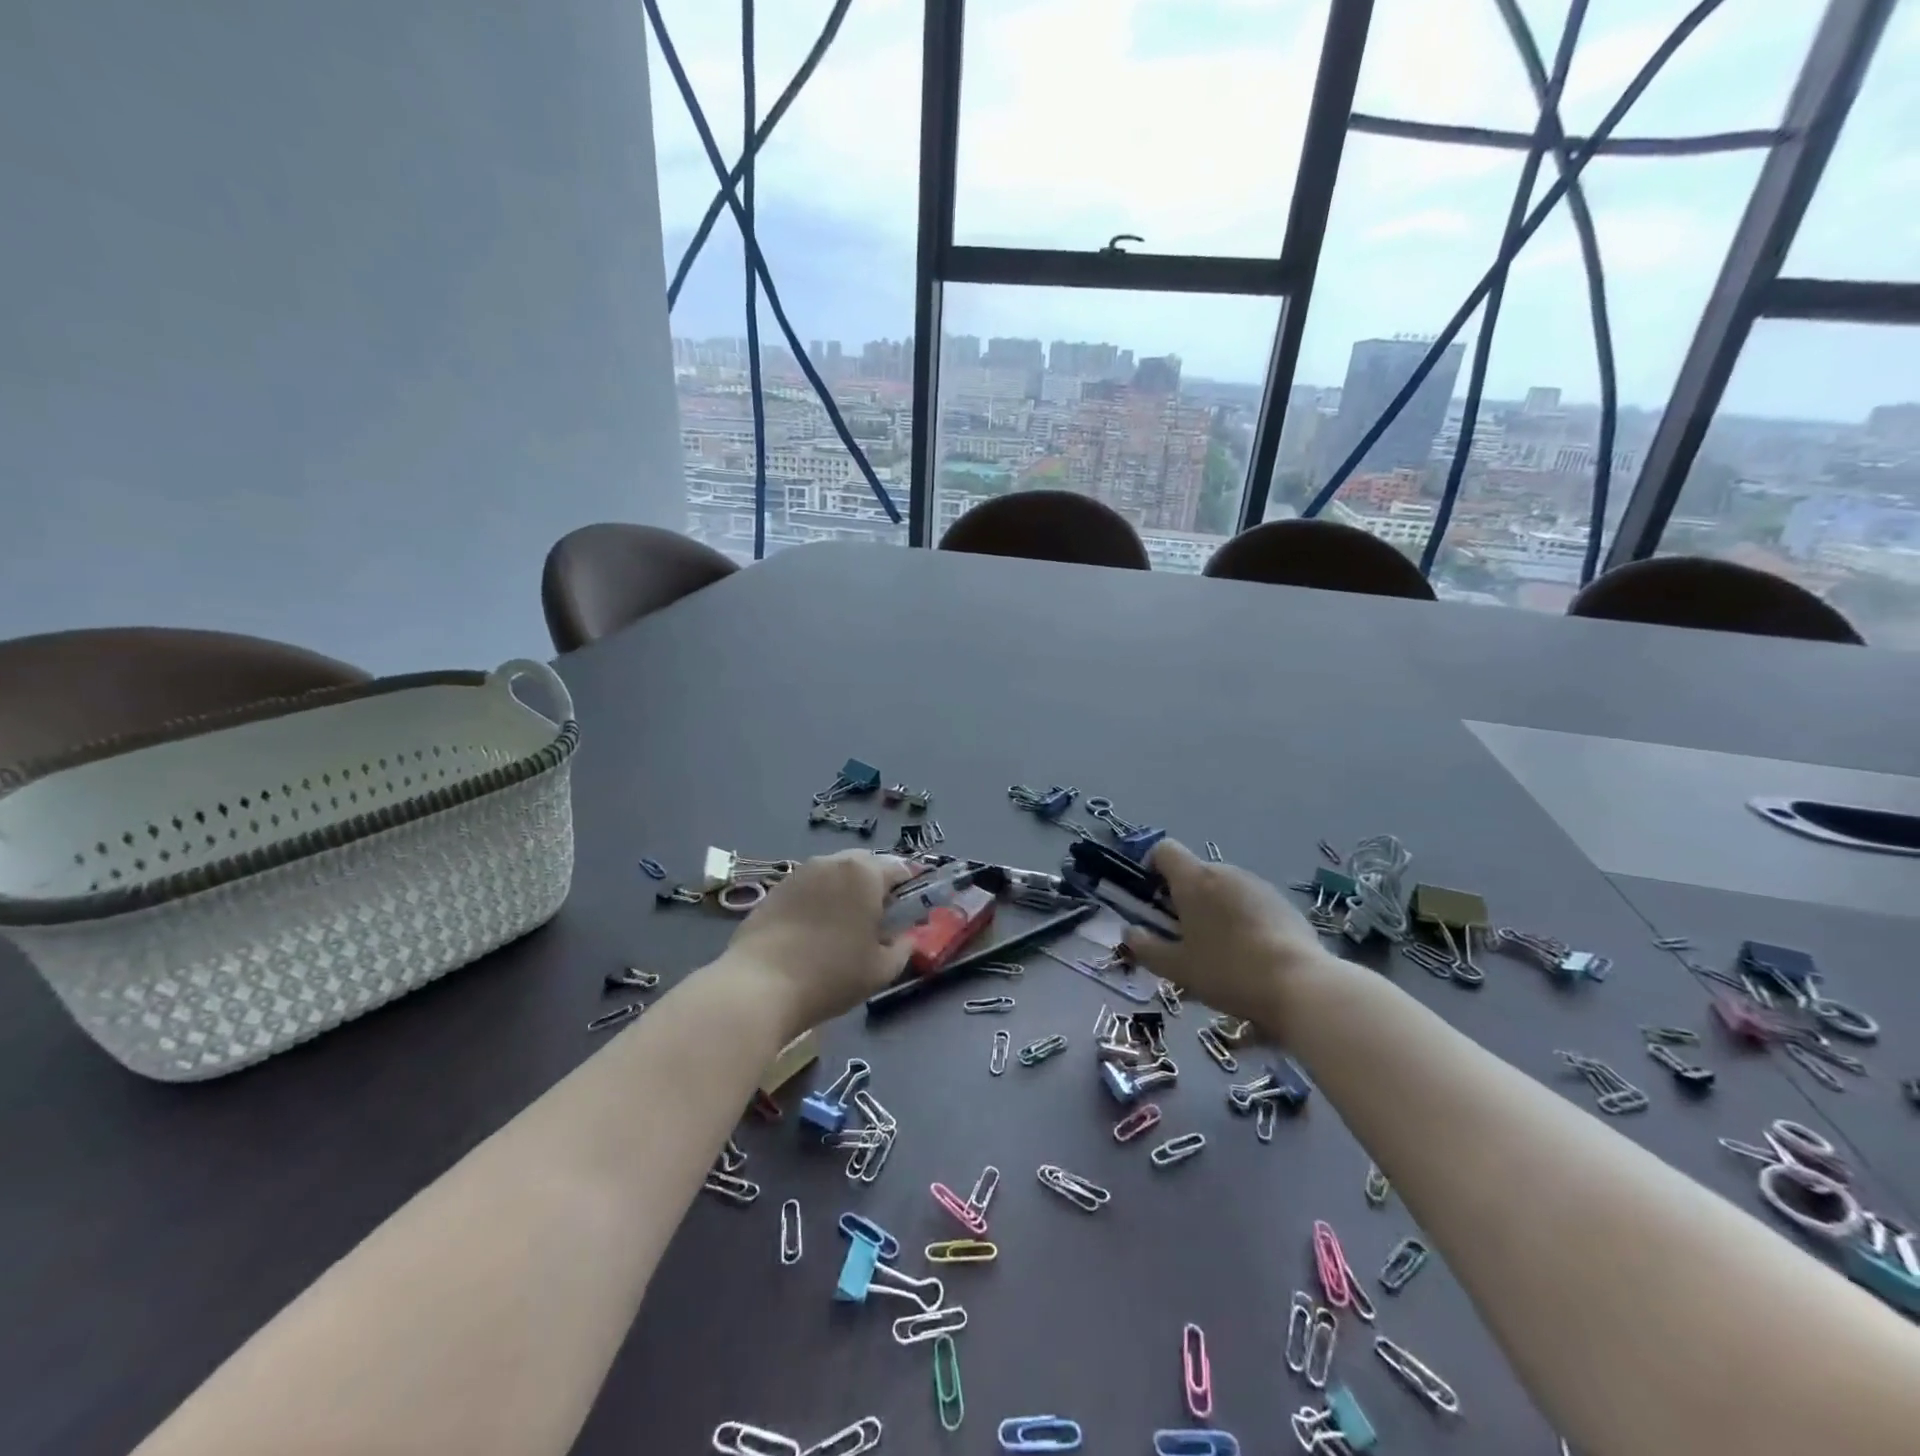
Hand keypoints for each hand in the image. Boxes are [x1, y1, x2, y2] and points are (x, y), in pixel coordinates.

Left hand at [721, 850, 912, 1035]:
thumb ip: (904, 948)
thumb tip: (908, 937)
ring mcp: (800, 873)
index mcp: (865, 874)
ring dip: (845, 889)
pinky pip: (809, 886)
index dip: (910, 885)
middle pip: (865, 864)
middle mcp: (833, 862)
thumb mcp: (881, 970)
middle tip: (879, 915)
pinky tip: (814, 929)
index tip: (911, 906)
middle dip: (876, 883)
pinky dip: (819, 899)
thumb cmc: (831, 975)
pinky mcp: (775, 889)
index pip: (899, 868)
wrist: (760, 985)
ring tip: (845, 923)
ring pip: (834, 873)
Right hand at [1121, 840, 1333, 1031]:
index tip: (1152, 900)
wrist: (1301, 985)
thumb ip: (1146, 947)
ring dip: (1213, 910)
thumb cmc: (1228, 971)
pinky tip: (1249, 956)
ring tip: (1218, 952)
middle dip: (1183, 898)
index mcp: (1194, 880)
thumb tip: (1130, 932)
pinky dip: (1241, 919)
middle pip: (1194, 872)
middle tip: (1182, 938)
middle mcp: (1225, 872)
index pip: (1164, 850)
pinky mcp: (1283, 903)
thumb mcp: (1177, 968)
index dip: (1152, 868)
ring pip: (1223, 889)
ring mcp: (1258, 885)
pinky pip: (1249, 903)